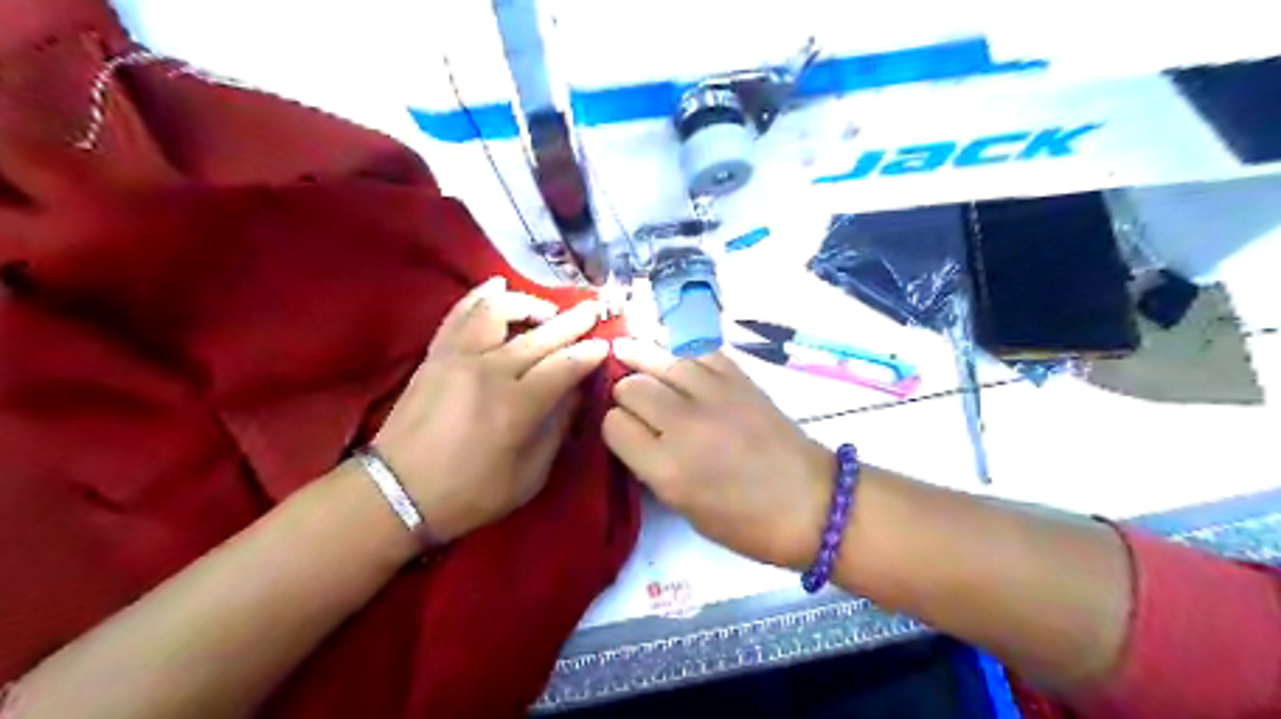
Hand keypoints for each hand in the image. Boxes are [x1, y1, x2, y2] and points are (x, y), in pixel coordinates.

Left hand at [375, 278, 606, 544]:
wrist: (395, 493)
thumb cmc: (468, 494)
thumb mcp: (528, 477)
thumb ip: (556, 430)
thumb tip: (574, 393)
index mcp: (515, 406)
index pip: (564, 367)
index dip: (589, 354)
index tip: (605, 345)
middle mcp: (489, 371)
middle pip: (540, 335)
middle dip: (573, 321)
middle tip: (594, 310)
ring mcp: (458, 356)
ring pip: (498, 310)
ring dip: (529, 304)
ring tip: (546, 311)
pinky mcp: (436, 354)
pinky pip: (460, 313)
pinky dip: (481, 295)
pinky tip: (498, 284)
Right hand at [607, 339, 836, 568]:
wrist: (811, 503)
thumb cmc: (746, 523)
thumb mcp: (684, 508)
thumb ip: (652, 467)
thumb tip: (635, 432)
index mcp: (666, 468)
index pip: (614, 425)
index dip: (614, 425)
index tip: (624, 430)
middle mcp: (683, 425)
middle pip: (632, 387)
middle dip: (624, 391)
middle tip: (632, 399)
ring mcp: (714, 396)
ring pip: (661, 361)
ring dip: (644, 361)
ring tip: (629, 353)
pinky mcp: (740, 379)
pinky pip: (699, 353)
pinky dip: (683, 354)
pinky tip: (676, 358)